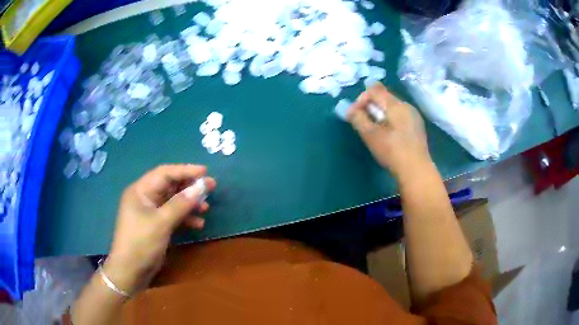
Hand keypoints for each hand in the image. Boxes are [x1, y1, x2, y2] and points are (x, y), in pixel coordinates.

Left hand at [103, 164, 215, 294]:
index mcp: (141, 190)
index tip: (205, 171)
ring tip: (206, 207)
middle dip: (190, 187)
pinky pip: (172, 215)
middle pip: (170, 186)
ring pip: (173, 201)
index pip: (165, 173)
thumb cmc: (141, 242)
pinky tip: (198, 224)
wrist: (130, 271)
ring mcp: (150, 212)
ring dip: (189, 203)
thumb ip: (181, 203)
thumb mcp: (161, 222)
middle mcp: (145, 198)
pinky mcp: (156, 225)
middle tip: (211, 187)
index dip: (185, 170)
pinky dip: (185, 218)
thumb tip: (201, 186)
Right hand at [347, 83, 430, 177]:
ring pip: (392, 107)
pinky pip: (400, 116)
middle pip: (384, 97)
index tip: (355, 115)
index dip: (361, 99)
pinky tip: (389, 136)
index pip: (374, 89)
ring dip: (380, 114)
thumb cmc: (392, 151)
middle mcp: (406, 105)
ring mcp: (414, 116)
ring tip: (376, 131)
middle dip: (371, 107)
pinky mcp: (417, 127)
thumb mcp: (370, 135)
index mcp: (396, 104)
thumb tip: (350, 110)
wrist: (416, 170)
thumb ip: (358, 118)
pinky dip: (391, 121)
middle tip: (364, 124)